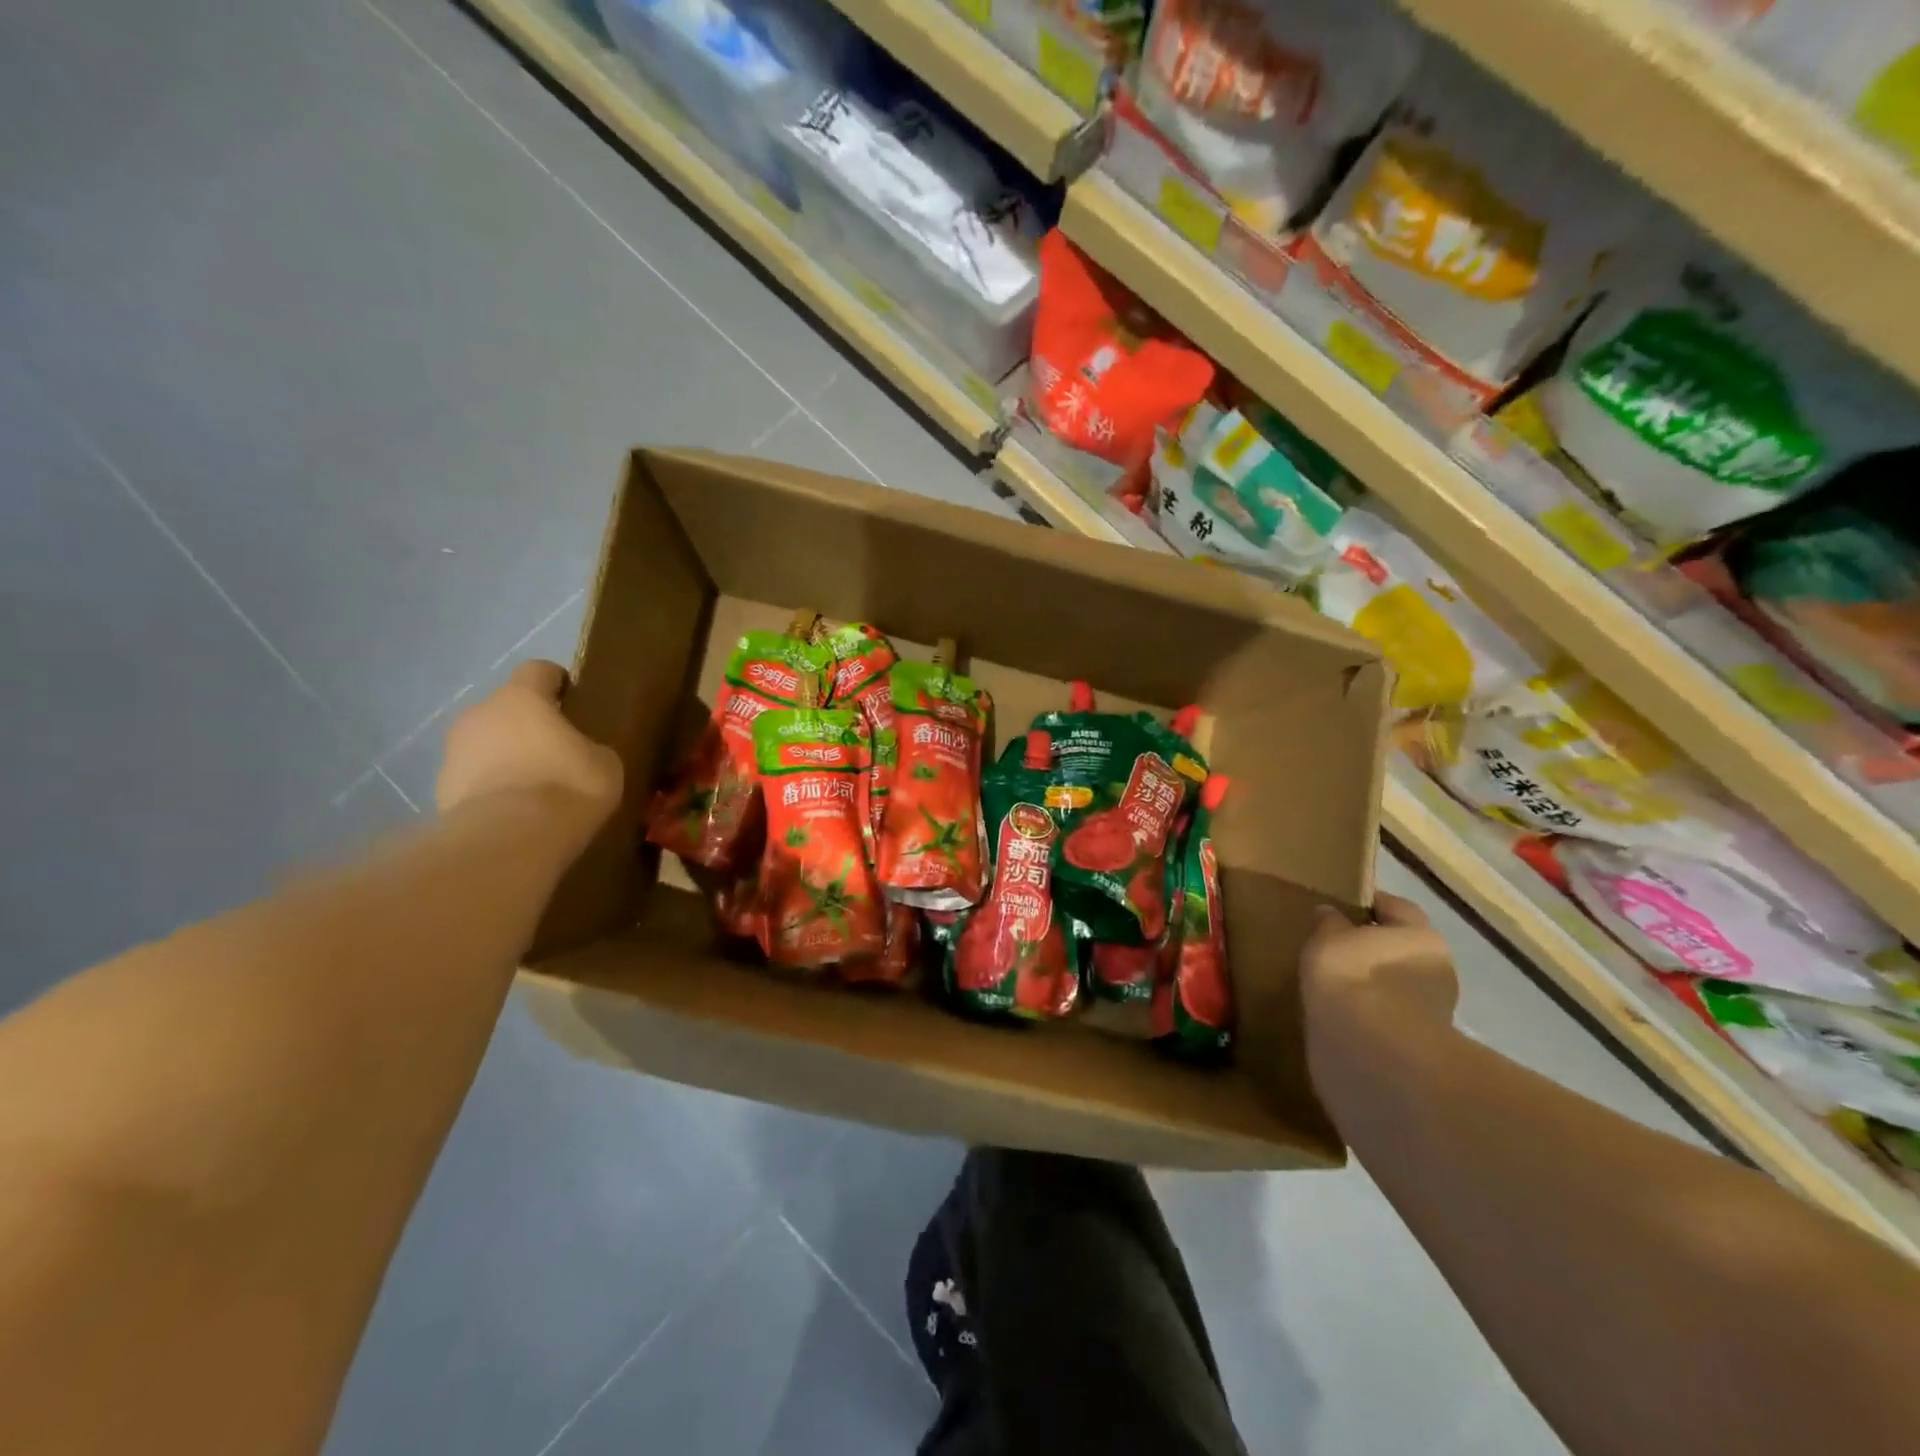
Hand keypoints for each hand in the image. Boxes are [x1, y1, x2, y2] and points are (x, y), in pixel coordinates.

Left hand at [436, 661, 623, 834]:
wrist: (509, 838)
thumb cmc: (567, 785)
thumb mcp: (604, 763)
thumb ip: (589, 747)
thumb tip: (580, 752)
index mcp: (522, 698)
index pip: (537, 670)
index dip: (556, 681)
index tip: (572, 697)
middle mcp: (480, 714)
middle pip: (506, 708)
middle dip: (527, 724)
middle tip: (555, 749)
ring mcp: (454, 751)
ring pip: (485, 743)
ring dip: (505, 755)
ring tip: (533, 785)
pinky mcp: (440, 788)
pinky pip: (473, 778)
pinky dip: (491, 787)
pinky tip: (514, 811)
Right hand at [1300, 892, 1459, 1036]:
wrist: (1372, 1054)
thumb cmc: (1354, 978)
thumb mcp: (1328, 939)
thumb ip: (1329, 923)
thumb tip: (1330, 913)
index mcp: (1422, 937)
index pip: (1396, 908)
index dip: (1368, 904)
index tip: (1339, 907)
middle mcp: (1436, 971)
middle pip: (1400, 949)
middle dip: (1372, 948)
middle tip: (1333, 949)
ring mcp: (1430, 1013)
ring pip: (1394, 987)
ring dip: (1370, 986)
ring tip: (1331, 986)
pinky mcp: (1415, 1047)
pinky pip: (1385, 1019)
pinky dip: (1366, 1015)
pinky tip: (1338, 1015)